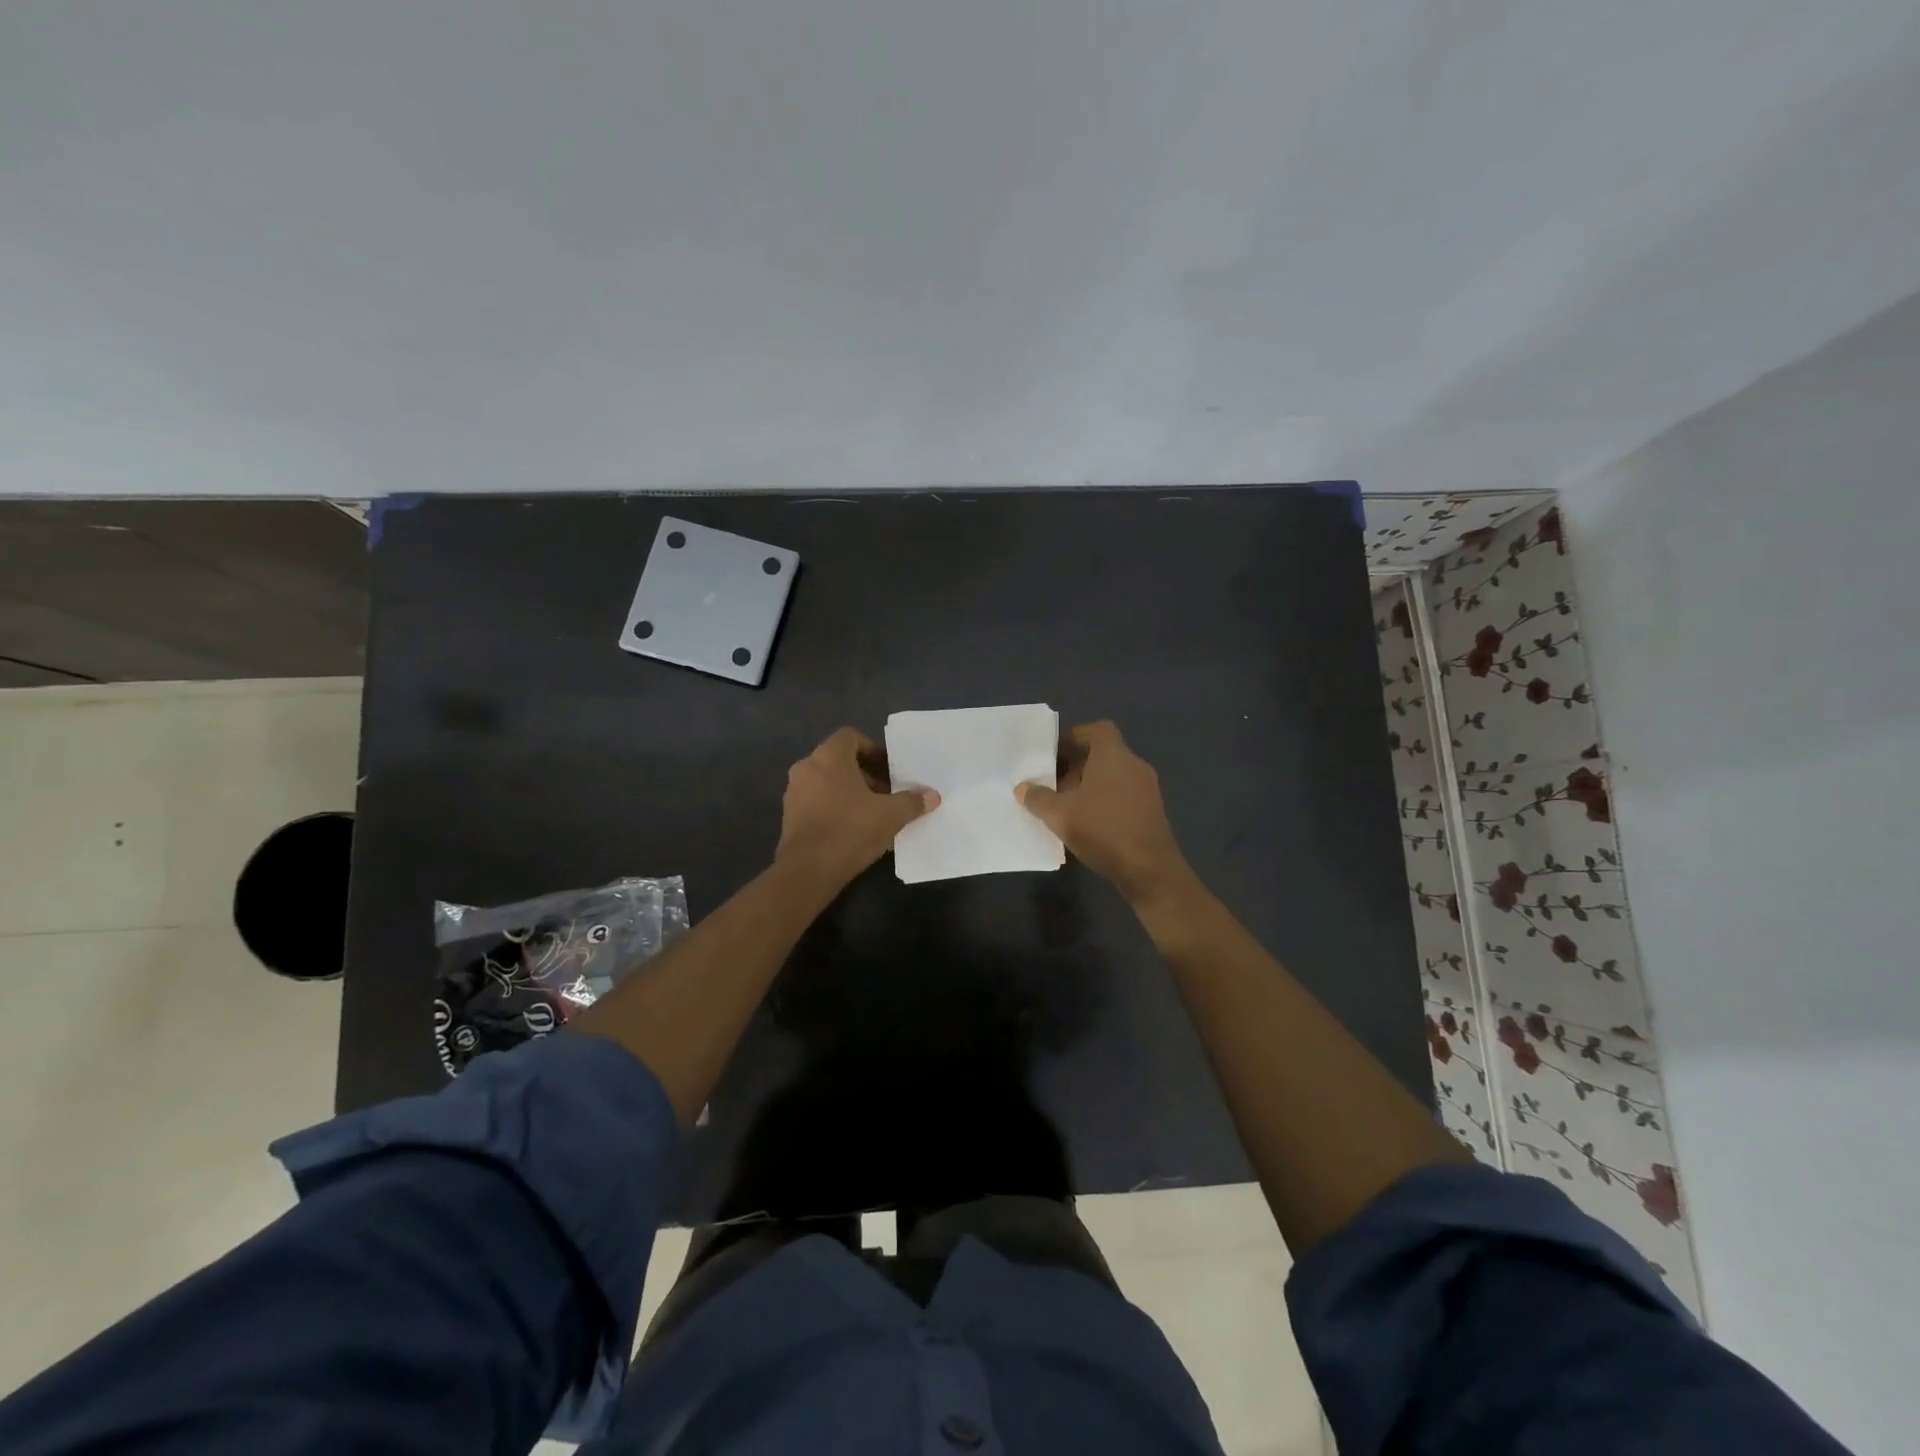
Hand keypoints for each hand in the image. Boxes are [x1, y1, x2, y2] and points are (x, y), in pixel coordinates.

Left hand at [776, 727, 938, 888]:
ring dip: (850, 793)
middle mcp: (806, 768)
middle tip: (886, 794)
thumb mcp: (891, 815)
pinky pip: (816, 802)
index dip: (873, 750)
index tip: (889, 771)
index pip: (851, 737)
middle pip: (839, 761)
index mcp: (829, 757)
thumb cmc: (851, 830)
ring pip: (827, 783)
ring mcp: (793, 793)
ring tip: (872, 814)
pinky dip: (834, 809)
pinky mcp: (788, 817)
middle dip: (865, 775)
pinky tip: (853, 831)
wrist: (808, 870)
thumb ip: (912, 802)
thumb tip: (932, 796)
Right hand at [1016, 720, 1190, 904]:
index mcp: (1114, 755)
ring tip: (1064, 805)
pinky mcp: (1151, 811)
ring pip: (1113, 777)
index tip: (1056, 752)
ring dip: (1089, 786)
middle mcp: (1134, 765)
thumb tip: (1022, 788)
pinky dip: (1104, 802)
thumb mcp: (1060, 814)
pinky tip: (1086, 823)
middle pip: (1103, 754)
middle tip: (1051, 781)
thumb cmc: (1103, 829)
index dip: (1076, 736)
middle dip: (1076, 766)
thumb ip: (1038, 798)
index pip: (1098, 729)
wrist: (1149, 869)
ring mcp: (1146, 789)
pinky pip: (1123, 795)